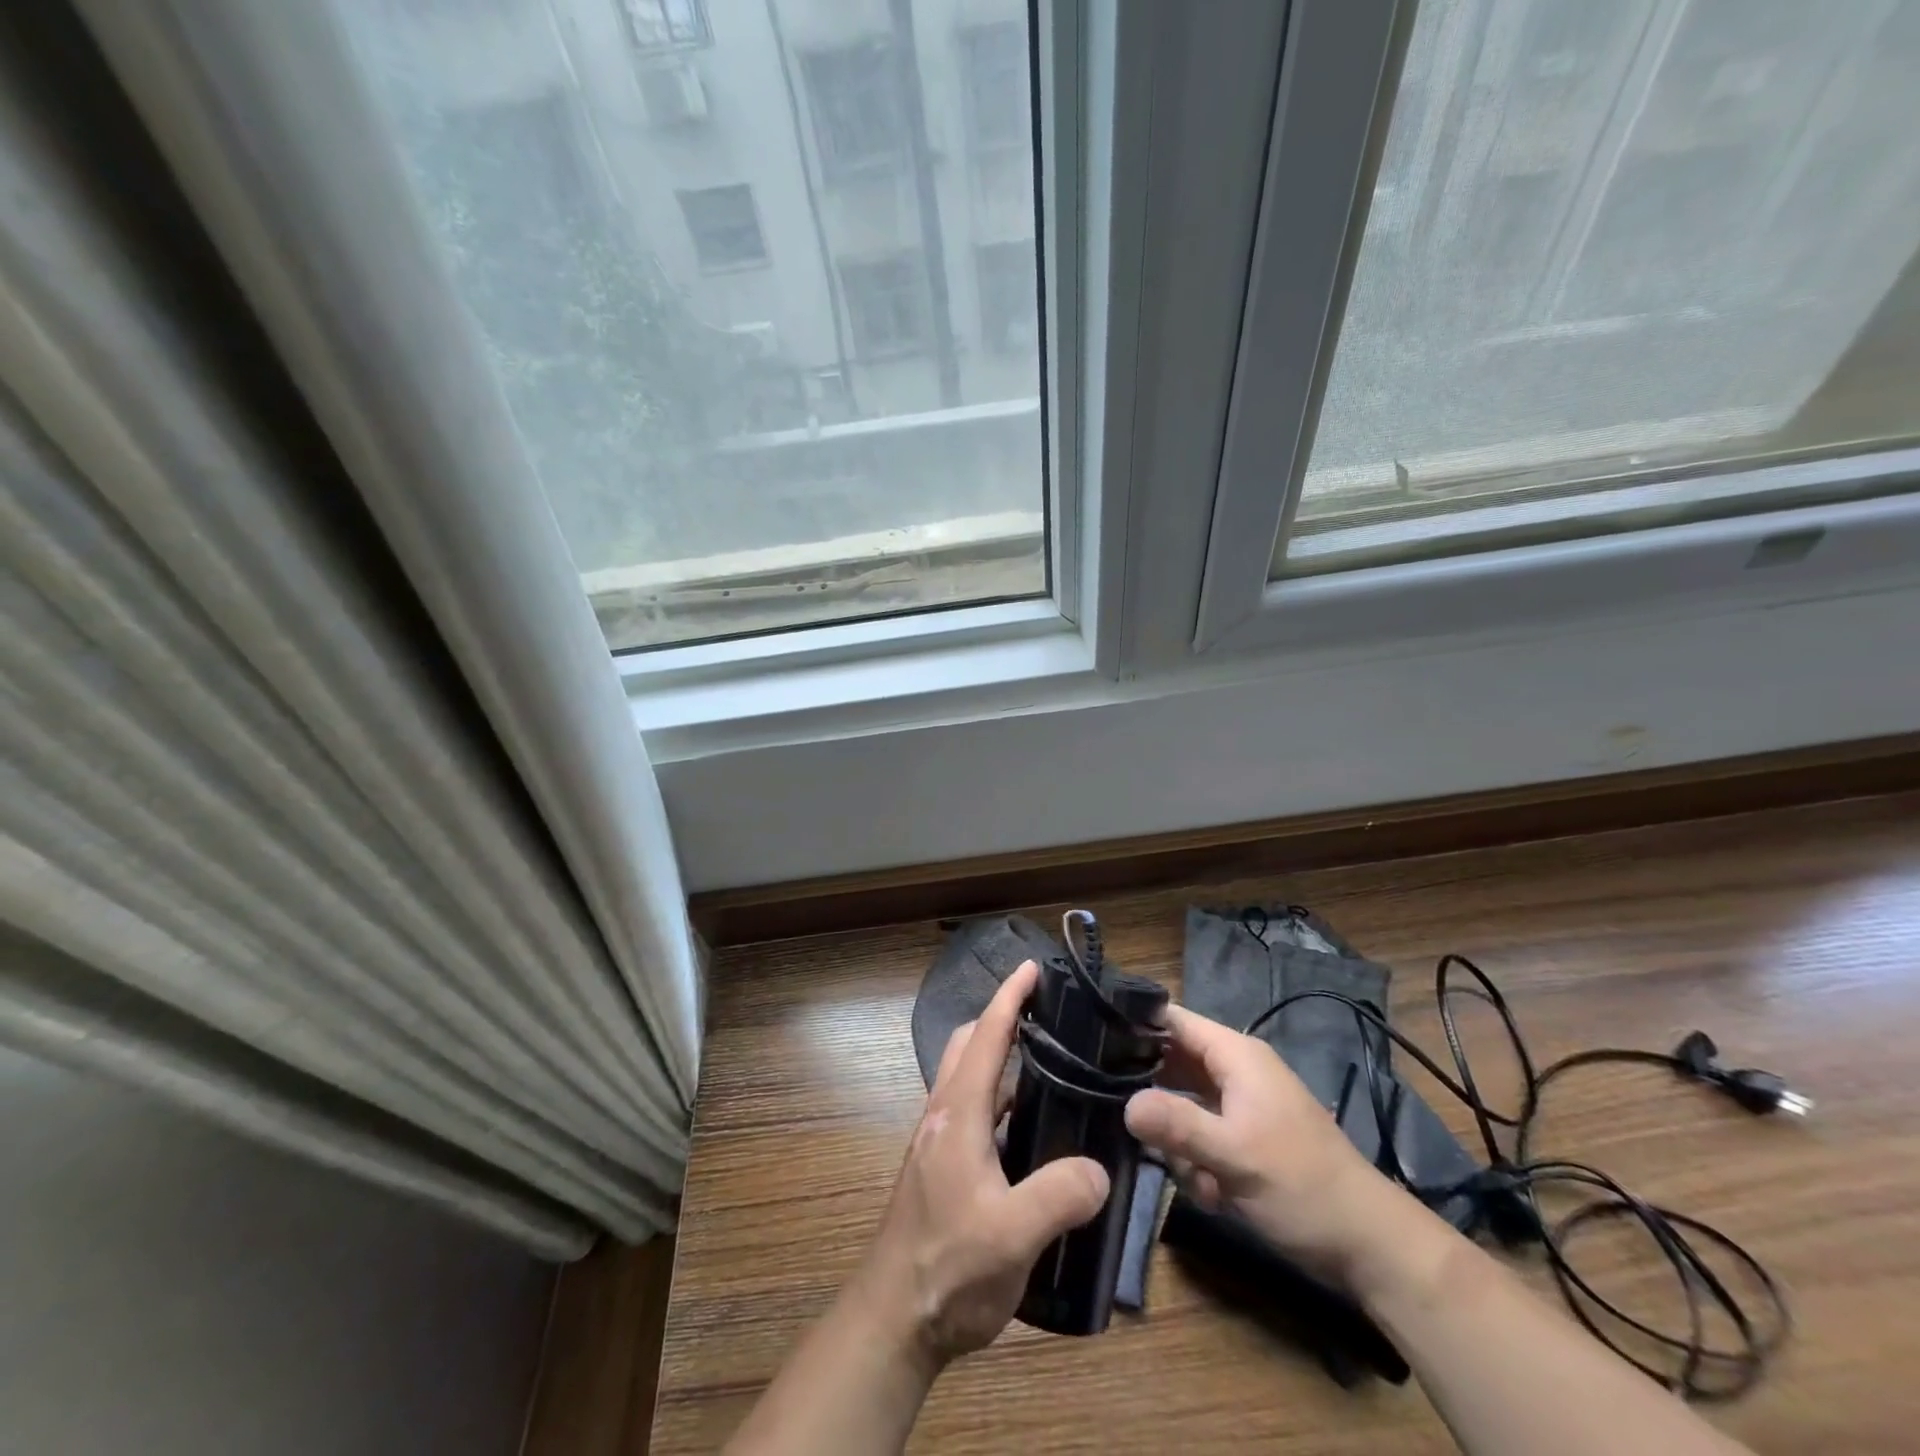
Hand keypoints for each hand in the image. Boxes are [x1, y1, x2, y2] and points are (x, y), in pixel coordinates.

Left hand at [849, 960, 1110, 1364]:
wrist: (894, 1320)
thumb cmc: (948, 1269)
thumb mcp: (1012, 1236)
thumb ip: (1059, 1195)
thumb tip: (1098, 1167)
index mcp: (957, 1113)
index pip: (984, 1037)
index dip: (1008, 998)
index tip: (1032, 968)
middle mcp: (943, 1114)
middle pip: (967, 1045)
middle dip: (1000, 1018)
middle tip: (1046, 1016)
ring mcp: (938, 1141)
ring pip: (968, 1078)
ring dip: (998, 1058)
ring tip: (1050, 1067)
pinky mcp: (941, 1167)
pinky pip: (973, 1110)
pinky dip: (999, 1098)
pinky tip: (1031, 1130)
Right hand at [1124, 1004, 1399, 1290]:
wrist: (1369, 1246)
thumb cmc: (1301, 1187)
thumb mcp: (1234, 1156)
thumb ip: (1176, 1125)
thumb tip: (1124, 1104)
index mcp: (1236, 1055)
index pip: (1173, 1019)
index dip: (1134, 1025)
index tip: (1091, 1042)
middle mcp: (1235, 1070)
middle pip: (1172, 1062)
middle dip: (1151, 1095)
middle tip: (1123, 1120)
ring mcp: (1241, 1105)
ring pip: (1183, 1104)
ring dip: (1177, 1140)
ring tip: (1188, 1173)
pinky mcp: (1245, 1138)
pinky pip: (1202, 1134)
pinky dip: (1198, 1161)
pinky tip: (1210, 1192)